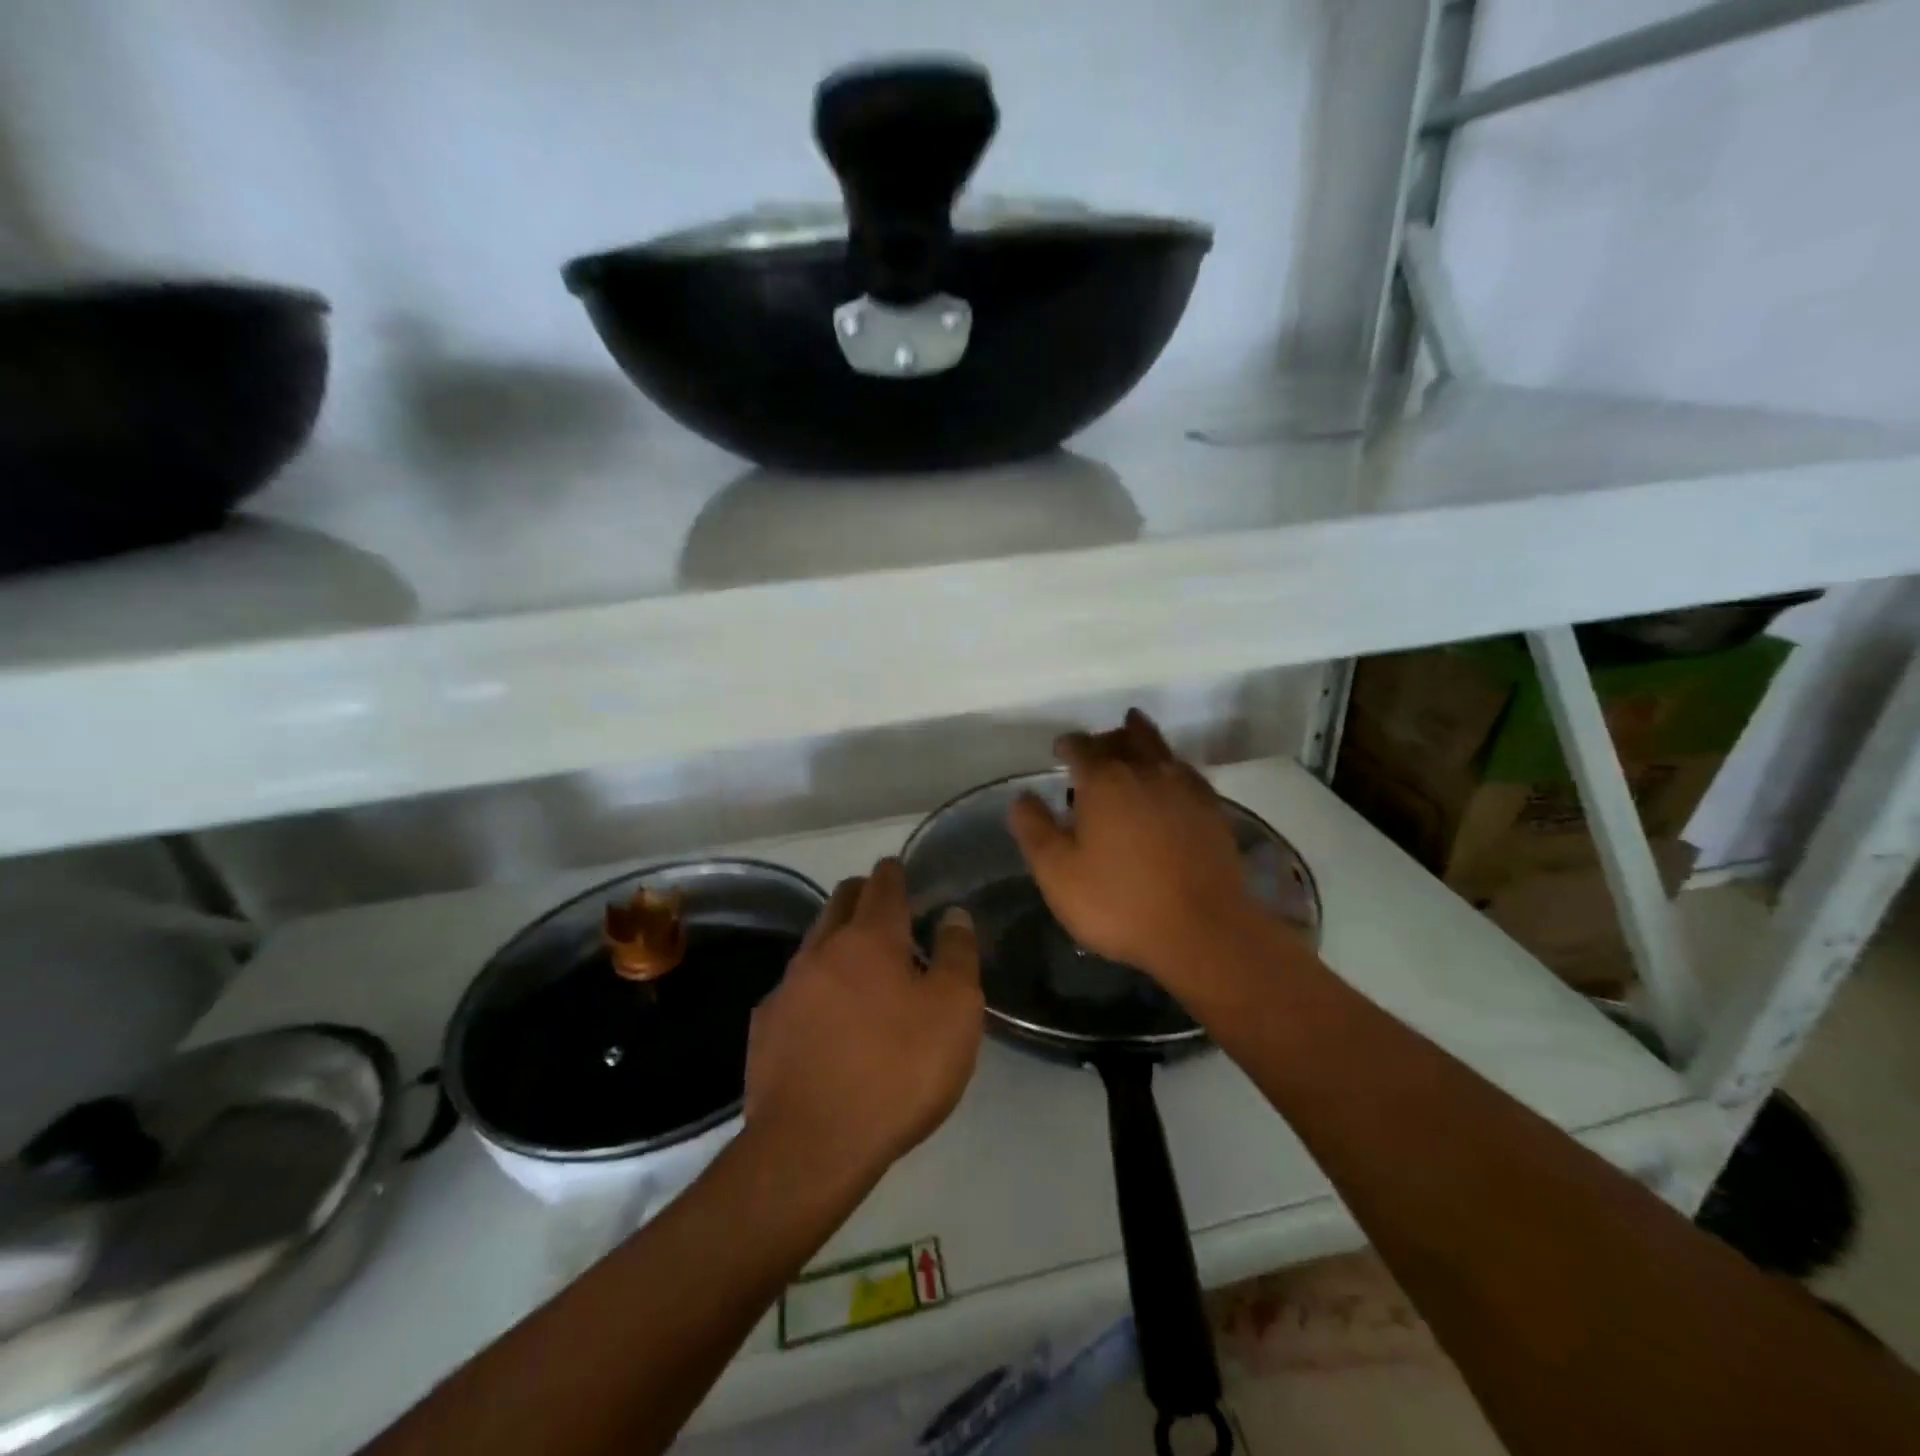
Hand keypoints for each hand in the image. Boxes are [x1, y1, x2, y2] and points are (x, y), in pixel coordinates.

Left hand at [743, 859, 982, 1196]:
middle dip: (862, 895)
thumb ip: (958, 954)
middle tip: (886, 911)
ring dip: (837, 939)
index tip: (901, 871)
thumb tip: (953, 914)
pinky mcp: (766, 1024)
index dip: (894, 872)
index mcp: (870, 938)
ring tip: (860, 964)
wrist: (812, 1145)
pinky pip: (794, 987)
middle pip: (840, 901)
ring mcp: (788, 986)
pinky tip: (825, 1016)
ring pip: (814, 941)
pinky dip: (815, 985)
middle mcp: (823, 948)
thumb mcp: (954, 1012)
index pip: (882, 884)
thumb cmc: (897, 1071)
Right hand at [1007, 709, 1275, 992]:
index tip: (1059, 751)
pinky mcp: (1212, 810)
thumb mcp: (1058, 874)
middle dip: (1104, 738)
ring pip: (1159, 748)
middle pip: (1123, 738)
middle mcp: (1145, 772)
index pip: (1081, 747)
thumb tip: (1023, 796)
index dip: (1067, 745)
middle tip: (1094, 746)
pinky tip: (1170, 776)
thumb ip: (1035, 830)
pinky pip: (1187, 771)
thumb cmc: (1120, 903)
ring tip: (1132, 733)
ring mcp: (1184, 788)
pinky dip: (1171, 765)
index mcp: (1104, 782)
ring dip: (1141, 739)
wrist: (1203, 931)